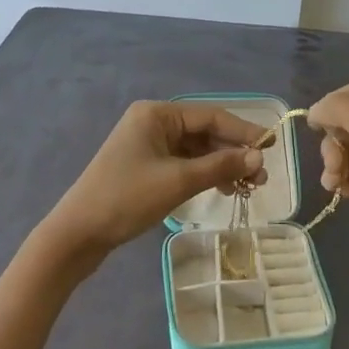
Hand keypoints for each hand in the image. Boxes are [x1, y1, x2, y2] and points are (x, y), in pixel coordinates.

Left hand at [42, 101, 266, 265]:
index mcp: (157, 114)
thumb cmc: (126, 199)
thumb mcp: (178, 181)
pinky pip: (184, 163)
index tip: (271, 148)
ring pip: (196, 150)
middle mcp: (153, 122)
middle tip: (261, 177)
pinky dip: (205, 174)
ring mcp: (148, 145)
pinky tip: (224, 188)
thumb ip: (221, 165)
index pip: (211, 116)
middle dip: (234, 152)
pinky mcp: (145, 166)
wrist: (77, 234)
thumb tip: (258, 157)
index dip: (244, 131)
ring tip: (248, 187)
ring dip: (222, 165)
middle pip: (204, 132)